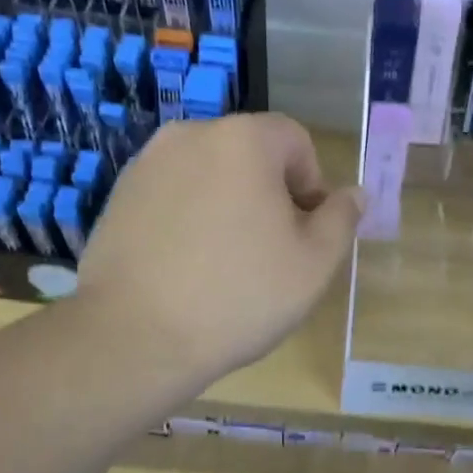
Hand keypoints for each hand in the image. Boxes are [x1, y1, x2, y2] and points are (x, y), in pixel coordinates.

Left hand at [72, 114, 361, 394]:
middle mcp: (190, 135)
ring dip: (229, 206)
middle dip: (270, 194)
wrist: (135, 337)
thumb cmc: (240, 295)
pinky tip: (188, 267)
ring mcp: (147, 164)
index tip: (304, 233)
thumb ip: (342, 219)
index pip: (295, 140)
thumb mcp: (315, 263)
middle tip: (271, 252)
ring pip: (210, 175)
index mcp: (244, 140)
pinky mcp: (119, 197)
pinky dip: (190, 219)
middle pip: (250, 155)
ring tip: (226, 264)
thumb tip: (353, 194)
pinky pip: (174, 196)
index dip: (311, 184)